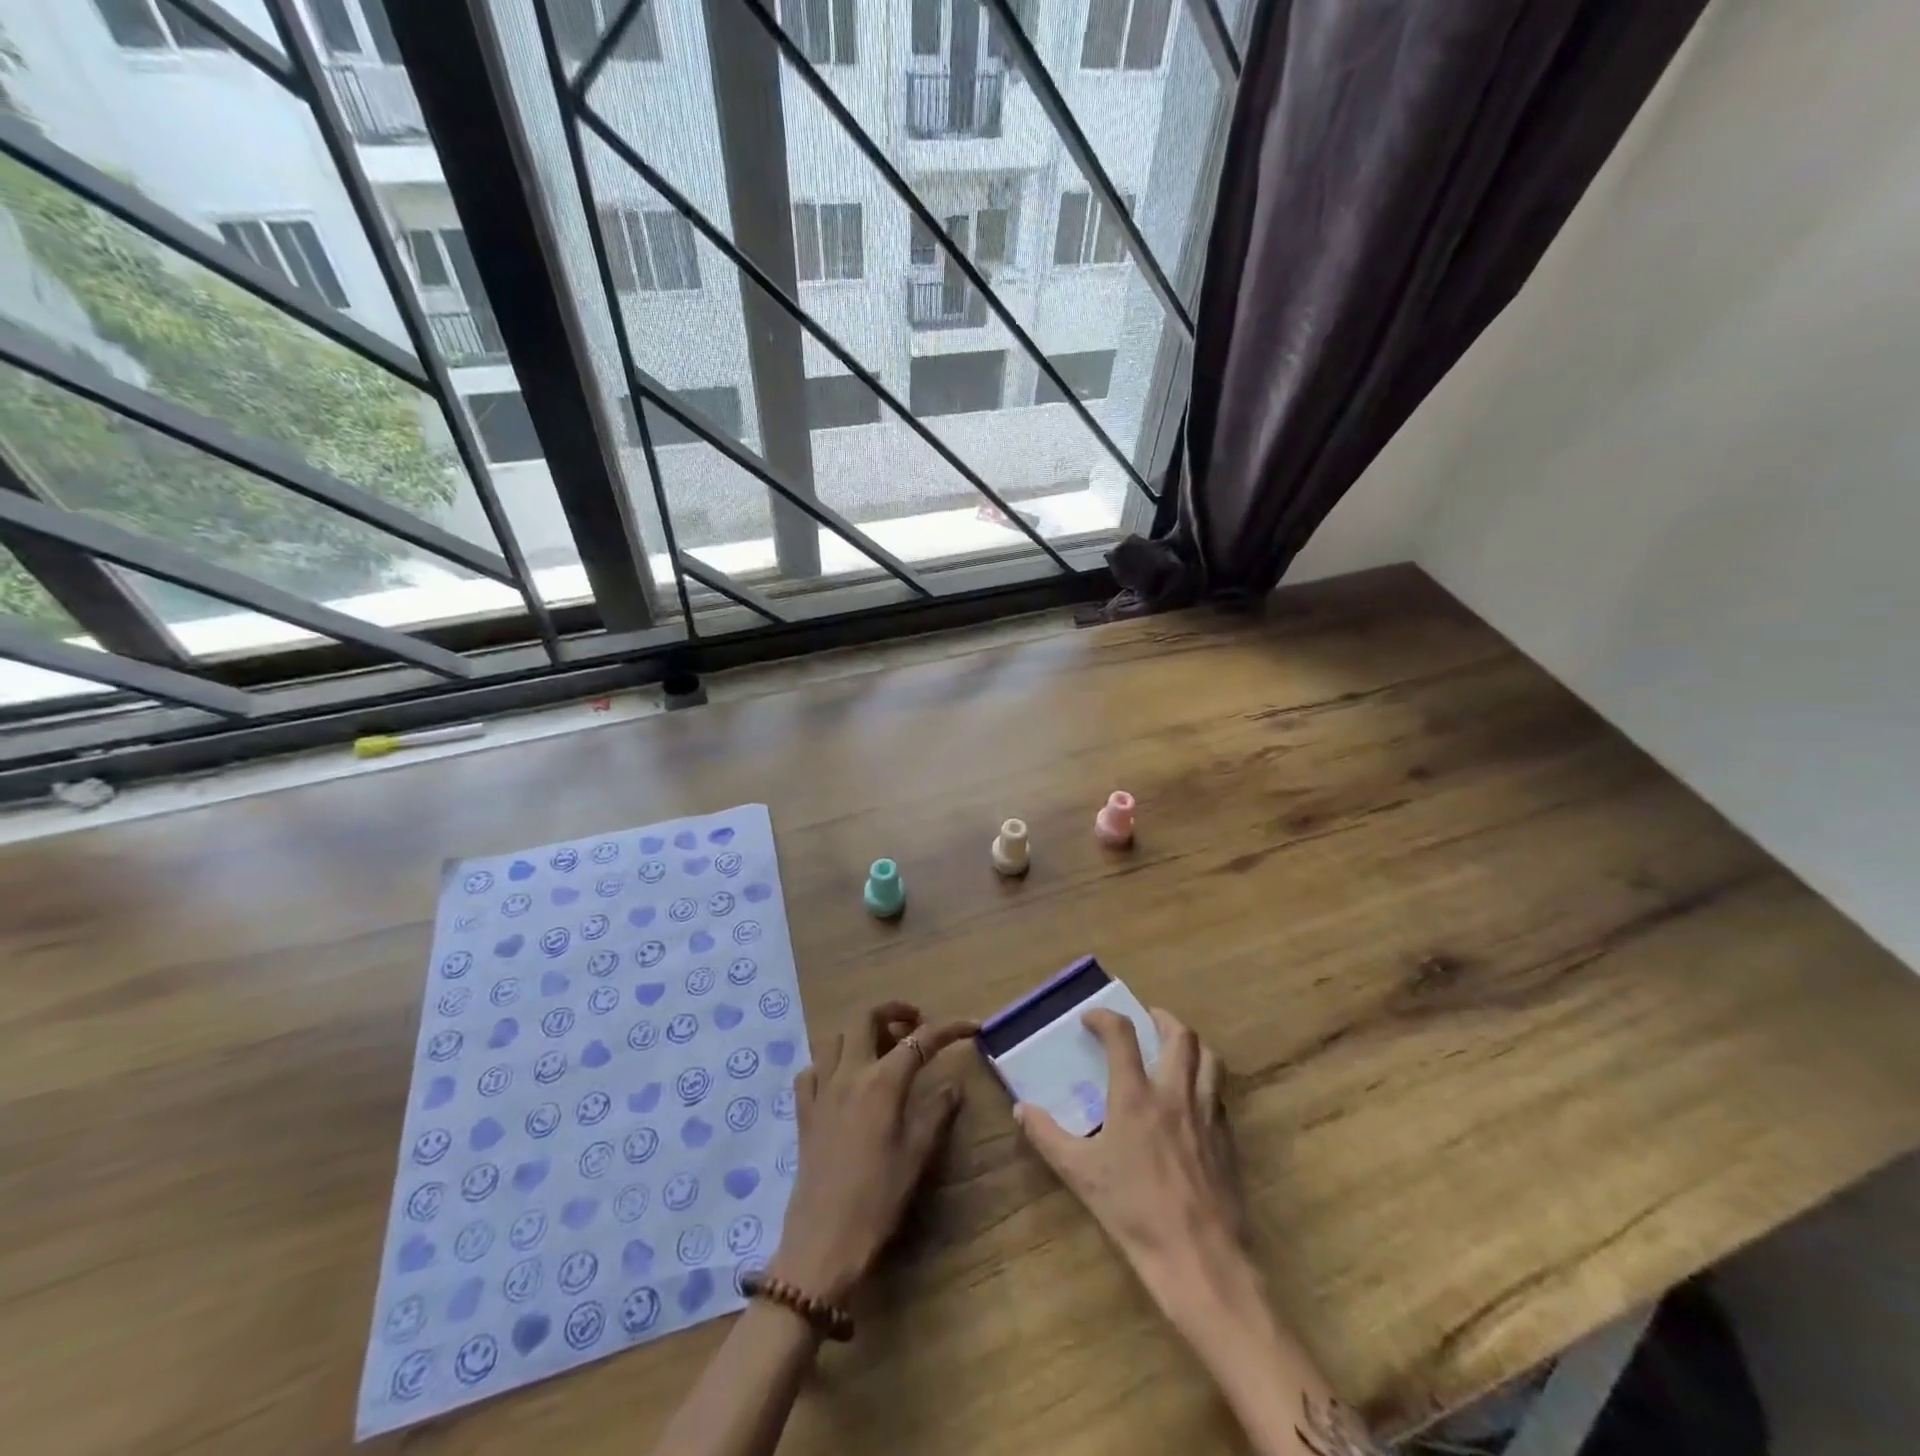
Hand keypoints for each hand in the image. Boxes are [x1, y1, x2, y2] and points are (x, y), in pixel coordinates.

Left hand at [768, 1003, 976, 1303]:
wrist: (823, 1242)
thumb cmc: (878, 1199)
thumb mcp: (917, 1156)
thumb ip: (937, 1111)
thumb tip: (953, 1083)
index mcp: (881, 1083)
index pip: (919, 1040)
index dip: (949, 1028)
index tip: (972, 1026)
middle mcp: (849, 1074)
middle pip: (865, 1018)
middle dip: (894, 1011)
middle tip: (915, 1025)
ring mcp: (821, 1090)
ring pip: (835, 1037)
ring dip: (860, 1032)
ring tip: (881, 1048)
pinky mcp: (803, 1111)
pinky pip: (812, 1069)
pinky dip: (830, 1062)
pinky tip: (843, 1079)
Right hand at [1016, 1008, 1243, 1305]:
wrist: (1199, 1259)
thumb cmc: (1134, 1212)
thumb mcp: (1080, 1174)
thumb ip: (1047, 1136)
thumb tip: (1021, 1109)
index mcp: (1136, 1096)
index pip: (1121, 1035)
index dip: (1105, 1017)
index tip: (1090, 1018)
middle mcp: (1175, 1094)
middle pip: (1180, 1036)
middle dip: (1162, 1018)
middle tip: (1146, 1019)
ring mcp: (1206, 1115)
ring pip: (1209, 1059)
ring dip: (1190, 1045)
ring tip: (1174, 1049)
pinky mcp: (1226, 1139)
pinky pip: (1219, 1094)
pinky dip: (1205, 1081)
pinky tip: (1192, 1100)